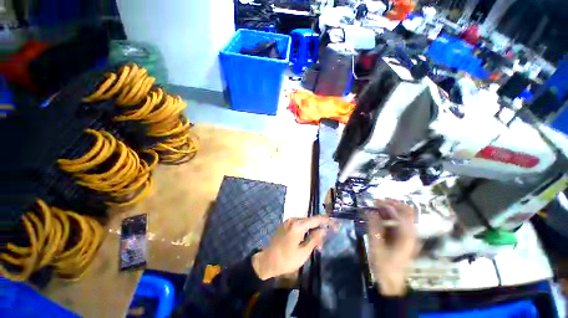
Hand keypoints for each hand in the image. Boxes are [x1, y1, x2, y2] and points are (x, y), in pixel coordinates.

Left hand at [252, 216, 332, 280]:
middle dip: (318, 228)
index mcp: (298, 225)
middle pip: (310, 221)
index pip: (316, 219)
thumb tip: (324, 230)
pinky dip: (303, 230)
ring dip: (311, 230)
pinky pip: (297, 225)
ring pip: (304, 223)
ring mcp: (287, 222)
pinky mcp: (284, 225)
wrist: (267, 261)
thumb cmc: (286, 259)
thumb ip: (314, 239)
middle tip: (324, 241)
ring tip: (315, 244)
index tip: (335, 224)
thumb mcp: (303, 252)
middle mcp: (292, 220)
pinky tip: (305, 239)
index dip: (327, 221)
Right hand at [367, 200, 419, 295]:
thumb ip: (374, 227)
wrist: (391, 280)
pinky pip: (401, 222)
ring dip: (391, 209)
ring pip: (404, 216)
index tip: (376, 201)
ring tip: (377, 207)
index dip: (388, 204)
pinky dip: (391, 216)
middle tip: (377, 202)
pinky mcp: (405, 238)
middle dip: (392, 204)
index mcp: (406, 236)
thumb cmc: (383, 264)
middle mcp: (411, 234)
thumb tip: (371, 211)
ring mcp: (410, 236)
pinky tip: (381, 216)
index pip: (401, 213)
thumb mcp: (376, 245)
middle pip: (406, 212)